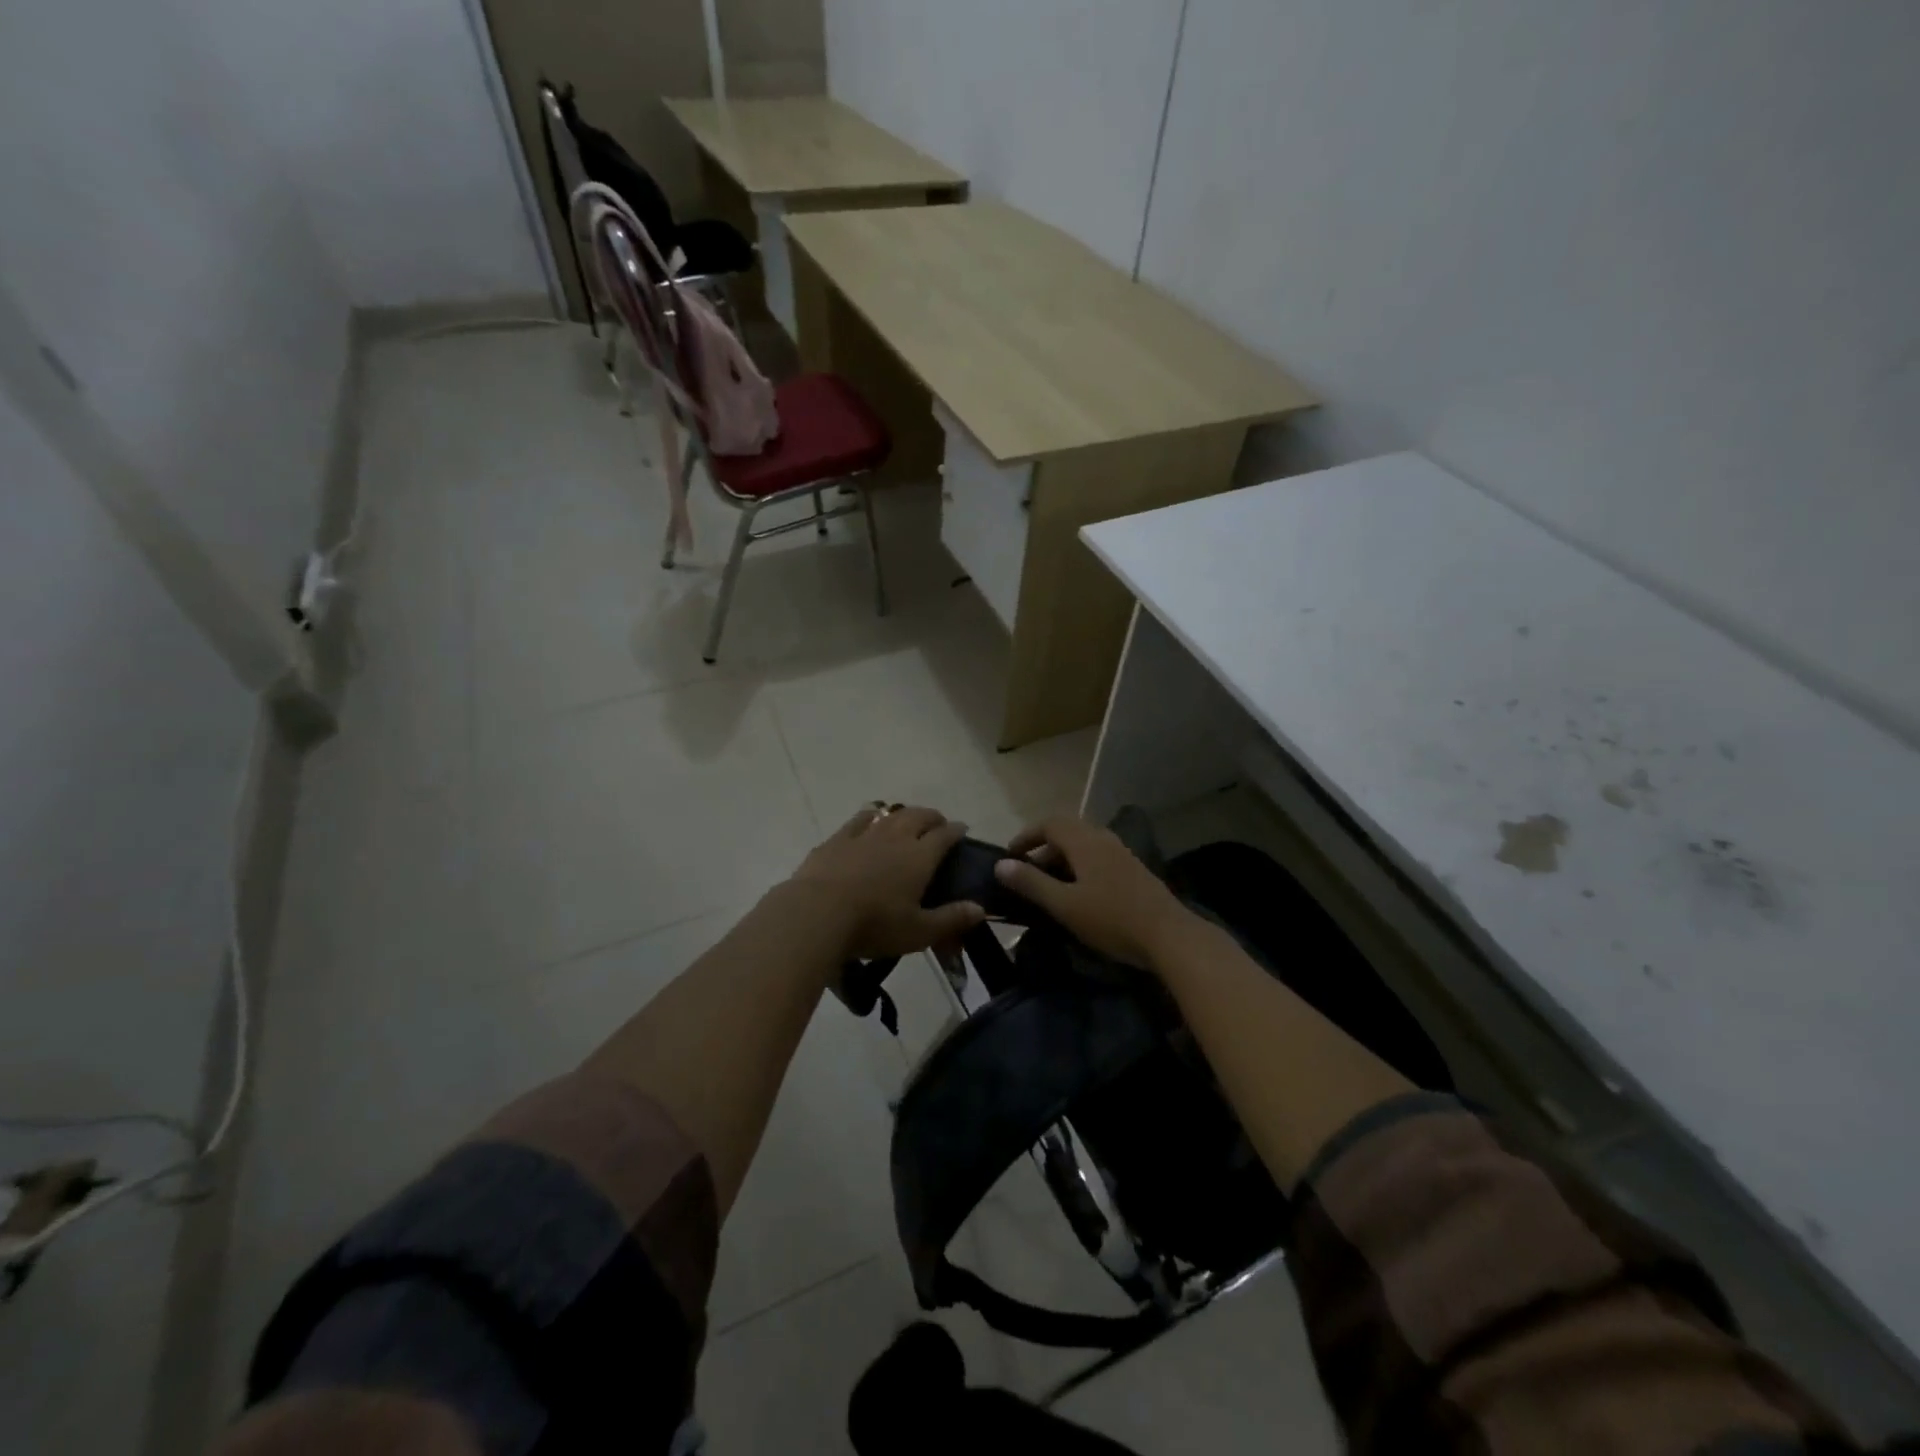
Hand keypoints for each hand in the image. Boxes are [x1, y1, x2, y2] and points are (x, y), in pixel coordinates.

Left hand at [788, 805, 984, 959]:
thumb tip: (981, 909)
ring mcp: (864, 834)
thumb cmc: (874, 925)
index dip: (957, 830)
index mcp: (920, 856)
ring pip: (890, 814)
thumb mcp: (919, 932)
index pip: (945, 835)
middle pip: (919, 816)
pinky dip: (870, 816)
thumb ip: (951, 919)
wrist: (817, 913)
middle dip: (933, 817)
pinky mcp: (837, 839)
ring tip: (907, 821)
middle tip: (938, 825)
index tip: (963, 830)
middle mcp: (896, 837)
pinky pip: (859, 819)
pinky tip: (869, 818)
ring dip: (903, 814)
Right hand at [993, 816, 1197, 969]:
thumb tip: (1001, 865)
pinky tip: (1079, 894)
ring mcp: (1122, 853)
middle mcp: (1103, 838)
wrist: (1169, 936)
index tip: (1009, 856)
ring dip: (1062, 859)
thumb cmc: (1111, 919)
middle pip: (1067, 831)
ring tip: (1049, 886)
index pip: (1049, 823)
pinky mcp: (1134, 870)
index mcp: (1084, 841)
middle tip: (1026, 874)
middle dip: (1043, 848)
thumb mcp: (1064, 904)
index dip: (1026, 836)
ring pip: (1084, 845)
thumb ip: (1031, 883)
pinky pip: (1098, 858)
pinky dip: (1080, 867)